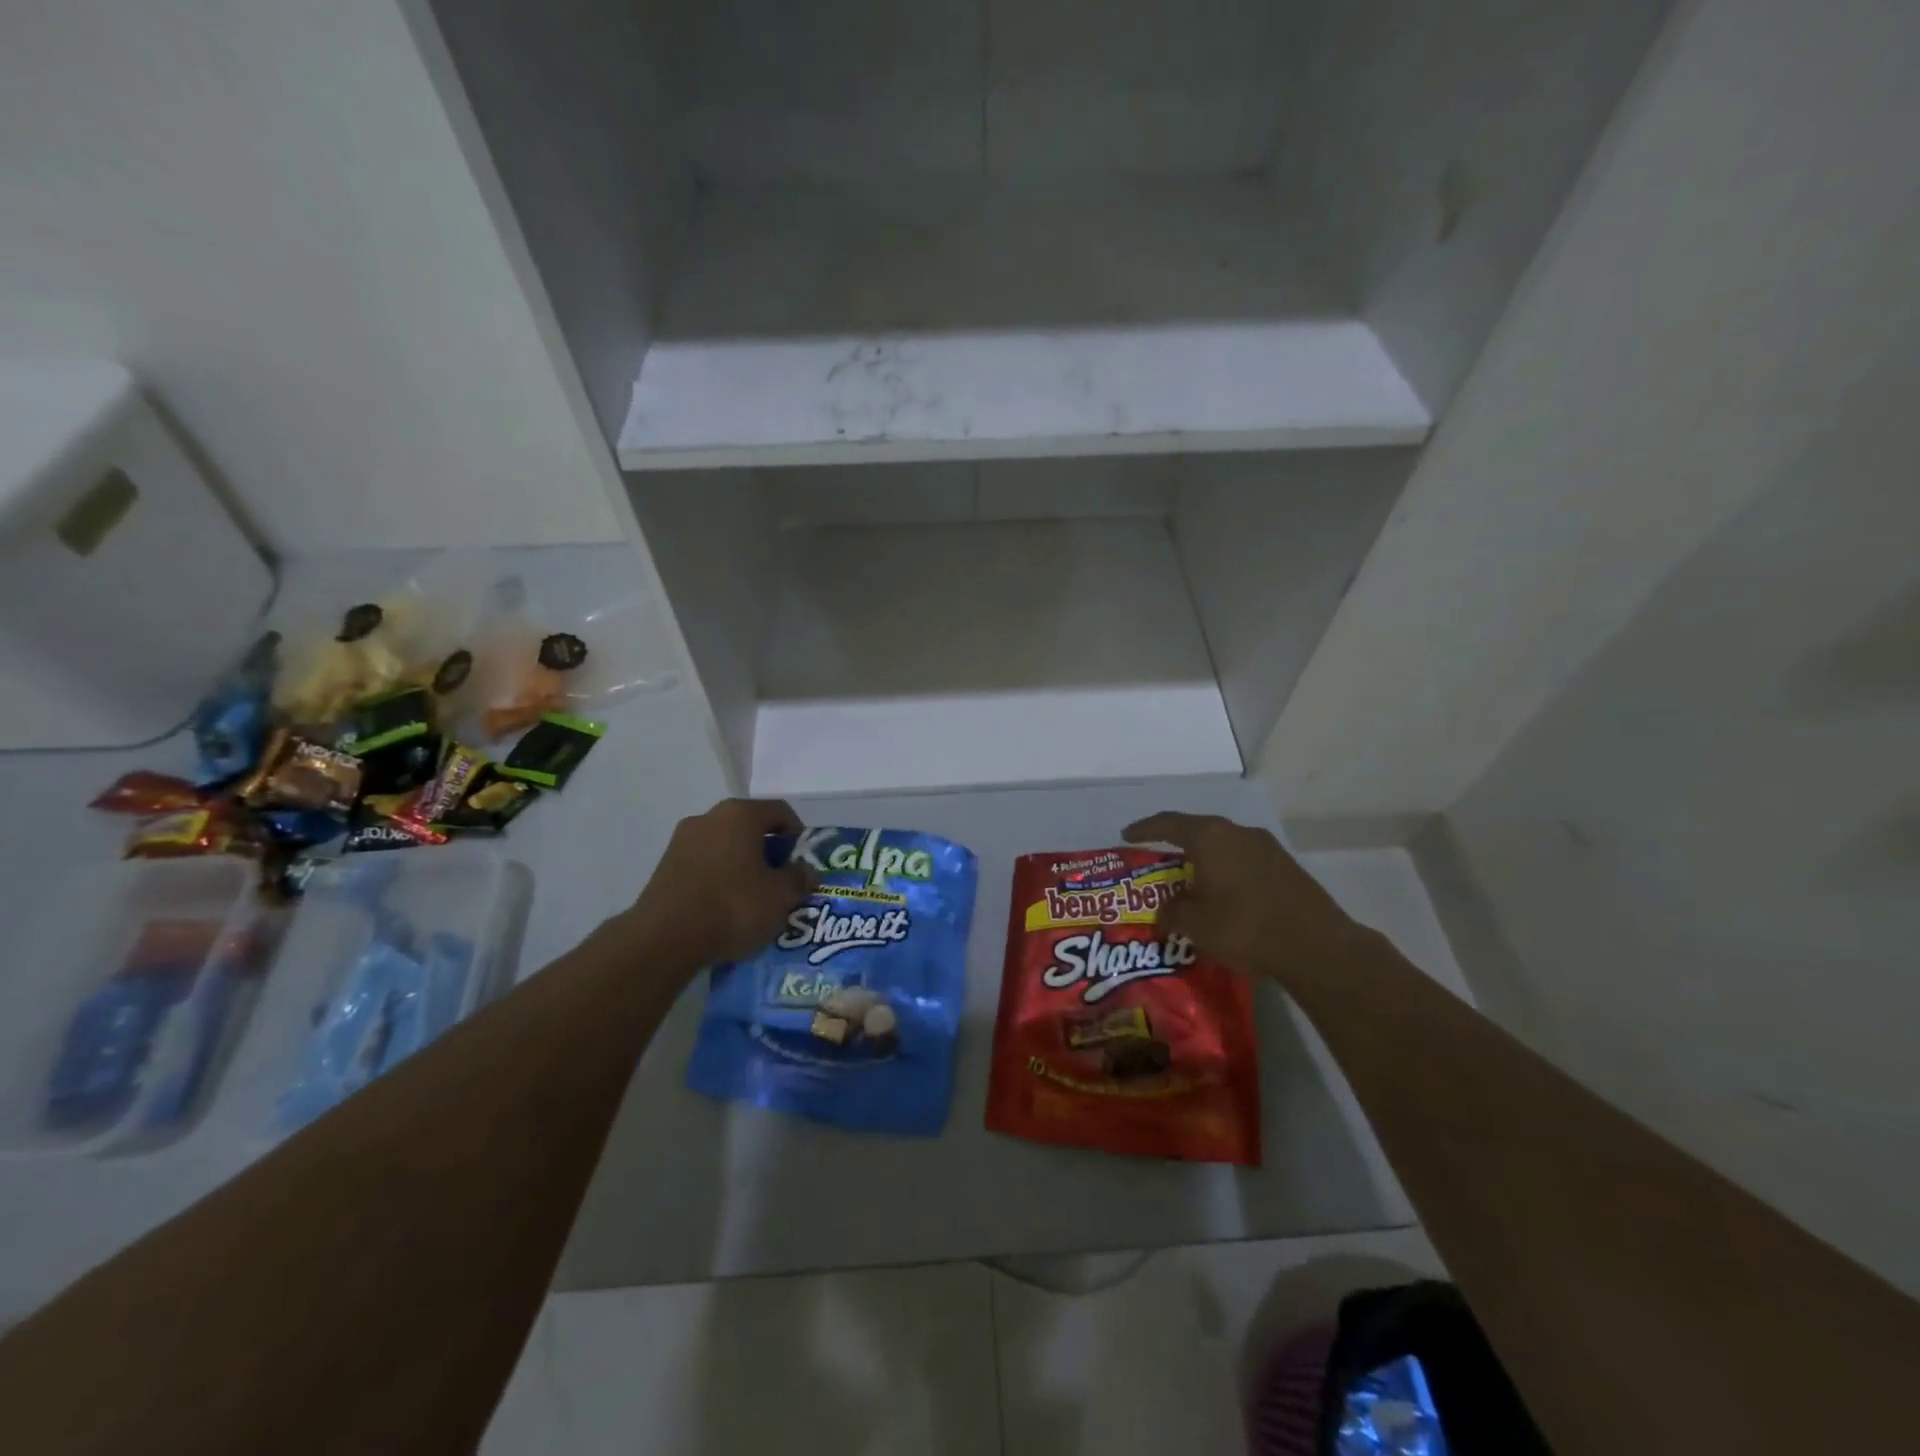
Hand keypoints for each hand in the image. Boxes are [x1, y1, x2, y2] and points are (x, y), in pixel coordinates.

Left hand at [631, 799, 818, 966]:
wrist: (665, 938)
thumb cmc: (733, 906)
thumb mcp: (780, 896)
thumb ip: (799, 879)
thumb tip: (807, 871)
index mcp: (741, 814)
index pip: (780, 811)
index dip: (798, 834)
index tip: (802, 861)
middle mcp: (709, 817)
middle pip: (750, 827)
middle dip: (768, 851)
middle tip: (780, 880)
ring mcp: (682, 840)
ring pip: (725, 845)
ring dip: (742, 864)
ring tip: (753, 897)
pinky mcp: (664, 866)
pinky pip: (704, 864)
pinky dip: (719, 878)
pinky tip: (724, 907)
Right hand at [1123, 812, 1363, 989]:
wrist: (1317, 946)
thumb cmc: (1245, 927)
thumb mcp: (1195, 924)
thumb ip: (1171, 912)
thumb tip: (1164, 911)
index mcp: (1210, 837)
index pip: (1167, 823)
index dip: (1144, 829)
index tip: (1126, 836)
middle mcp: (1237, 832)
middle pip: (1197, 831)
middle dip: (1175, 846)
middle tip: (1158, 863)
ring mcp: (1266, 847)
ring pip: (1223, 847)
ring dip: (1204, 861)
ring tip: (1190, 883)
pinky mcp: (1285, 867)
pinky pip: (1243, 861)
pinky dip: (1226, 872)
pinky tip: (1224, 896)